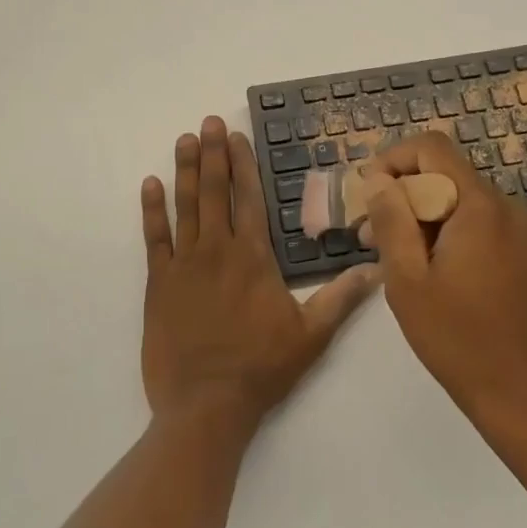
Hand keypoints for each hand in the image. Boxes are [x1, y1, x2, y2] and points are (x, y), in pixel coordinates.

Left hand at [140, 117, 380, 436]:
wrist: (205, 405)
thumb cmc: (261, 369)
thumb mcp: (312, 335)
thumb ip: (341, 298)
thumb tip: (376, 270)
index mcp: (253, 257)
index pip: (249, 198)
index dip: (243, 164)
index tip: (236, 136)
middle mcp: (217, 250)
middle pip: (216, 192)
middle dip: (214, 154)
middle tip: (208, 122)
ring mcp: (184, 264)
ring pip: (186, 206)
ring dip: (186, 170)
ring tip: (185, 139)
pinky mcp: (158, 283)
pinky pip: (154, 238)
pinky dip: (151, 210)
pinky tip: (150, 183)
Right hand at [361, 134, 526, 424]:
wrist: (523, 393)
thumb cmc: (457, 338)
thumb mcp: (408, 279)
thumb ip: (391, 220)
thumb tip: (378, 180)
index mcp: (480, 206)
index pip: (432, 148)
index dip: (392, 159)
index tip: (367, 194)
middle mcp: (505, 206)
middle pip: (443, 173)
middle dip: (401, 194)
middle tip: (367, 233)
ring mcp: (517, 228)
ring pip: (457, 198)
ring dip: (419, 215)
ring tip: (388, 253)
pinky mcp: (520, 250)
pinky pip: (474, 220)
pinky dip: (443, 230)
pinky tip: (422, 266)